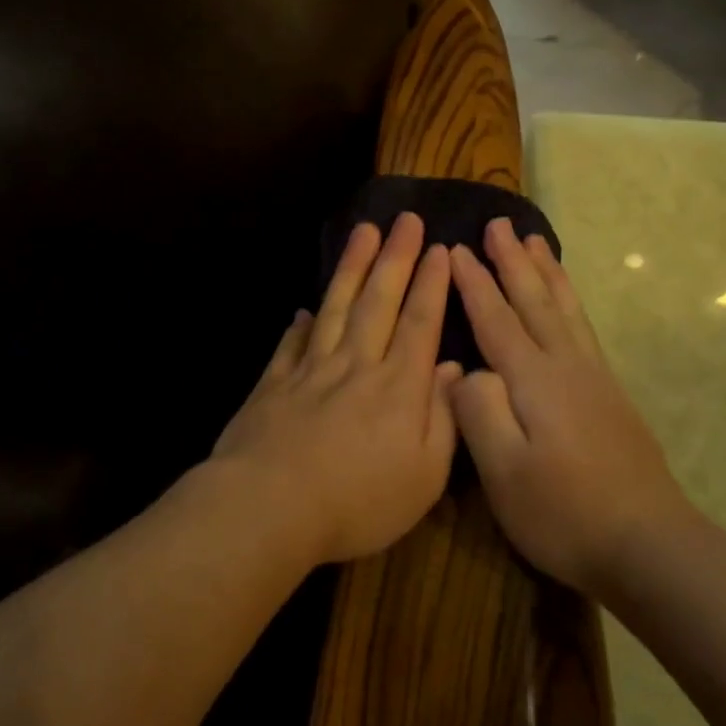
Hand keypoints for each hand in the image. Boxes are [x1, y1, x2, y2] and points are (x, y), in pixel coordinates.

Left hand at [212, 212, 461, 565]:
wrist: (271, 506)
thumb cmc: (359, 501)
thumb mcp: (424, 475)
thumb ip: (445, 419)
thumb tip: (454, 369)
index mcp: (398, 387)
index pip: (420, 323)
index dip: (432, 284)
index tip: (440, 249)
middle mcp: (356, 365)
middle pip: (379, 301)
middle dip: (395, 257)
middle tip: (405, 219)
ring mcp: (310, 371)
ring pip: (336, 308)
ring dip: (351, 268)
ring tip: (363, 233)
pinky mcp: (274, 384)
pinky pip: (292, 344)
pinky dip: (301, 324)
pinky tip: (305, 310)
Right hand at [449, 217, 691, 595]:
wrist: (648, 544)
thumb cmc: (564, 512)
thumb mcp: (504, 472)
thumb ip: (479, 412)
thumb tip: (464, 369)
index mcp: (534, 381)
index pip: (496, 319)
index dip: (473, 284)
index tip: (454, 249)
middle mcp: (566, 367)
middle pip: (535, 301)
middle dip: (513, 262)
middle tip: (500, 223)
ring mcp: (594, 380)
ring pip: (565, 310)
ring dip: (547, 273)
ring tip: (535, 242)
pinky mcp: (611, 397)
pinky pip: (584, 329)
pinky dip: (571, 302)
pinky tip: (568, 304)